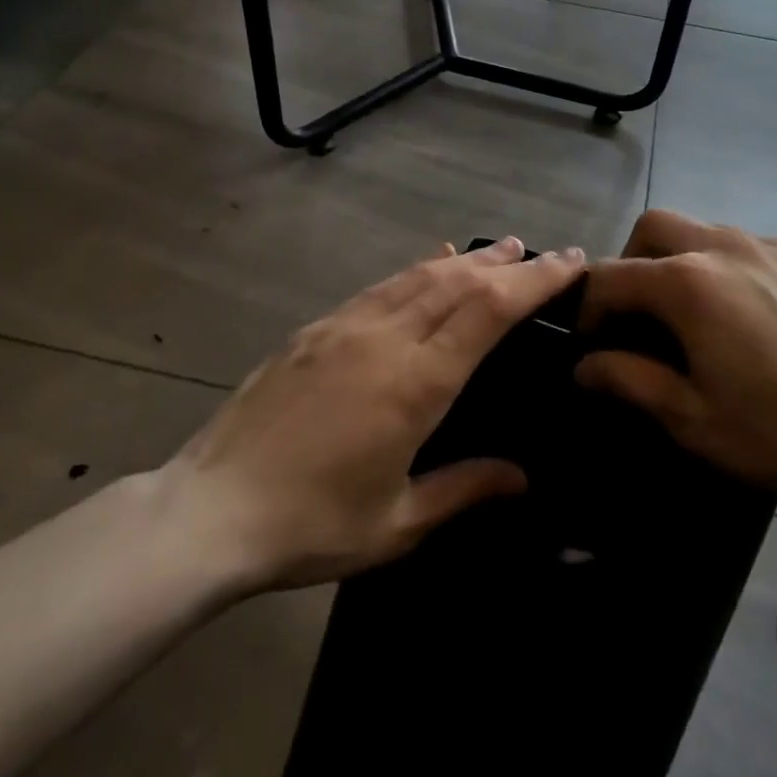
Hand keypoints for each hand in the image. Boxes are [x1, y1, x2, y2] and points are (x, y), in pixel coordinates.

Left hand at [170, 237, 584, 591]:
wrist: (208, 511)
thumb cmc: (311, 525)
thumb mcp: (398, 522)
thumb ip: (464, 489)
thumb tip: (521, 477)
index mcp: (415, 383)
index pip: (489, 311)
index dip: (534, 280)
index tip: (568, 262)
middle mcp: (384, 339)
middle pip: (459, 282)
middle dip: (508, 264)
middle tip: (543, 252)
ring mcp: (344, 327)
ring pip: (418, 276)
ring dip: (464, 260)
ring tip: (497, 251)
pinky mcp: (314, 329)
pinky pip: (379, 287)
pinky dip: (414, 270)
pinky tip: (427, 263)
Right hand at [575, 211, 776, 511]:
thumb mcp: (693, 419)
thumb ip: (629, 381)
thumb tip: (585, 365)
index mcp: (689, 282)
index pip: (611, 276)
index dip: (589, 308)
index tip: (591, 343)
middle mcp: (729, 246)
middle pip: (657, 226)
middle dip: (633, 261)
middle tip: (640, 313)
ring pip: (713, 233)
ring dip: (689, 263)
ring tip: (704, 317)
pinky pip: (765, 252)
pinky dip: (745, 274)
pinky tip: (768, 321)